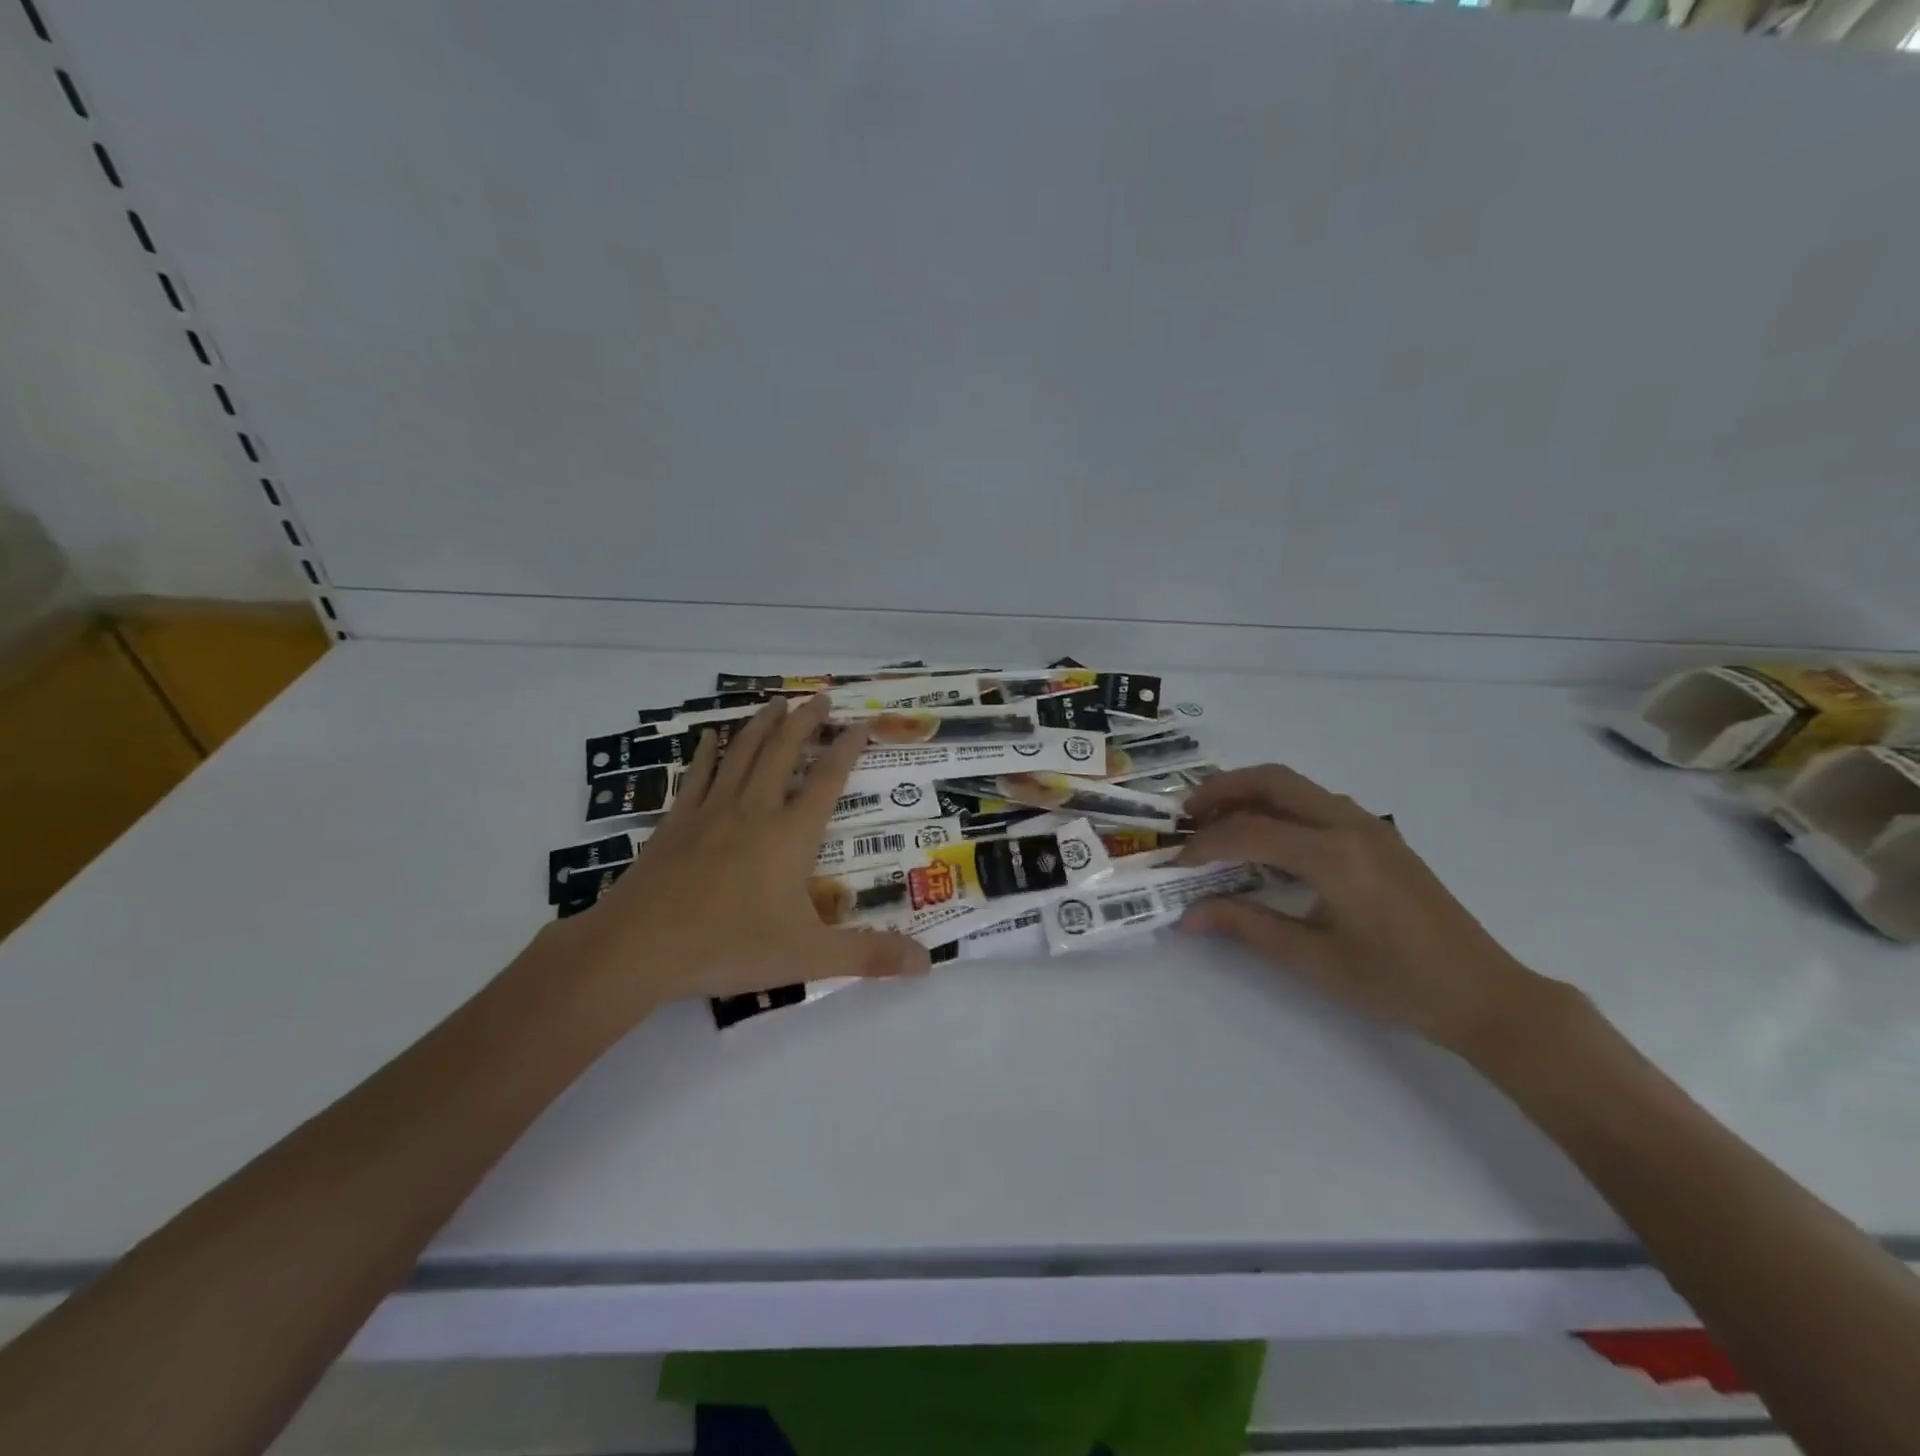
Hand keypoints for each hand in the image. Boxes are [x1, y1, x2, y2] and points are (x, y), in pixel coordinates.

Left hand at [554, 696, 928, 1010]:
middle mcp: (755, 810)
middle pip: (783, 752)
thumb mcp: (810, 956)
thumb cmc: (730, 946)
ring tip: (776, 702)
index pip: (827, 779)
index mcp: (790, 834)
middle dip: (804, 722)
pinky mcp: (676, 823)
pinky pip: (697, 775)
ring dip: (762, 725)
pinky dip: (708, 752)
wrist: (640, 947)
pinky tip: (711, 735)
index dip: (848, 748)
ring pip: (742, 753)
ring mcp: (711, 812)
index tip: (862, 723)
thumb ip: (869, 955)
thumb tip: (927, 962)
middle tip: (819, 697)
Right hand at [1173, 764, 1546, 1055]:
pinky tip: (1267, 837)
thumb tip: (1187, 915)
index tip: (1176, 864)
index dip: (1204, 845)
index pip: (1249, 831)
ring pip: (1297, 785)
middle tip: (1187, 814)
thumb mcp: (1314, 961)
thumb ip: (1246, 926)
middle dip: (1222, 790)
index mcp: (1333, 855)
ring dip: (1251, 792)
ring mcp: (1369, 825)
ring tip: (1217, 821)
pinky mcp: (1380, 836)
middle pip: (1273, 780)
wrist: (1484, 994)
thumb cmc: (1397, 983)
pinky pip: (1317, 801)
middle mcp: (1349, 824)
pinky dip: (1279, 804)